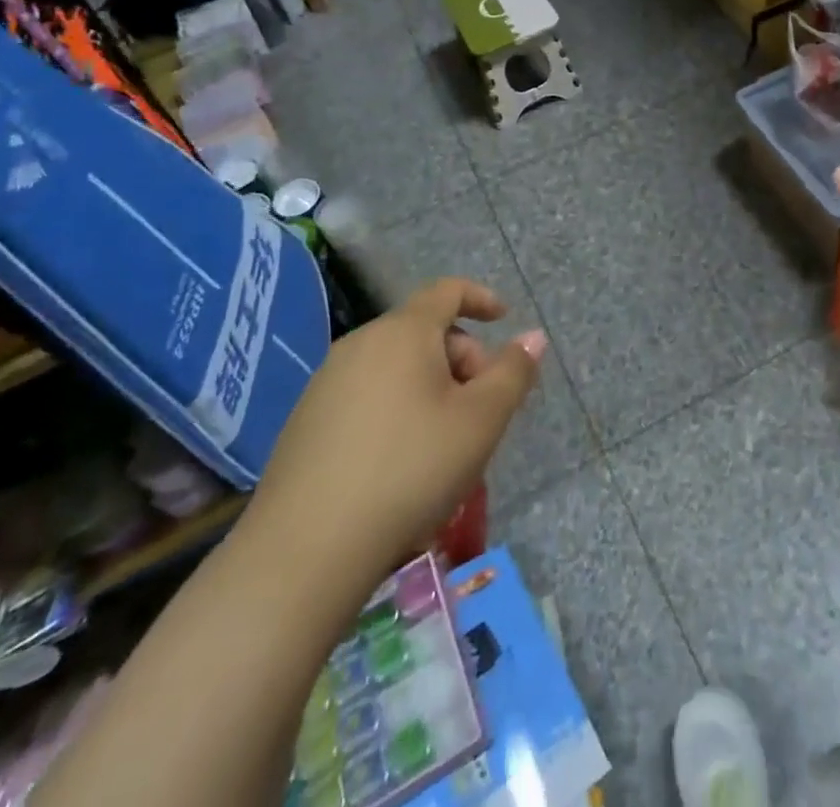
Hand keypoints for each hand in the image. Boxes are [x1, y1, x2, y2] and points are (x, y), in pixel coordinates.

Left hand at [250, 278, 544, 572]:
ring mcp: (326, 381)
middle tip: (482, 409)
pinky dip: (396, 409)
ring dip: (431, 387)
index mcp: (403, 332)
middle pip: (424, 331)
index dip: (481, 298)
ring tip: (446, 442)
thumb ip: (513, 373)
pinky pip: (367, 394)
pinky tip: (401, 462)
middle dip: (462, 358)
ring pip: (396, 366)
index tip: (504, 319)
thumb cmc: (409, 470)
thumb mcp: (480, 421)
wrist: (305, 549)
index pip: (447, 291)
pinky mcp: (306, 420)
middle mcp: (360, 343)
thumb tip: (533, 336)